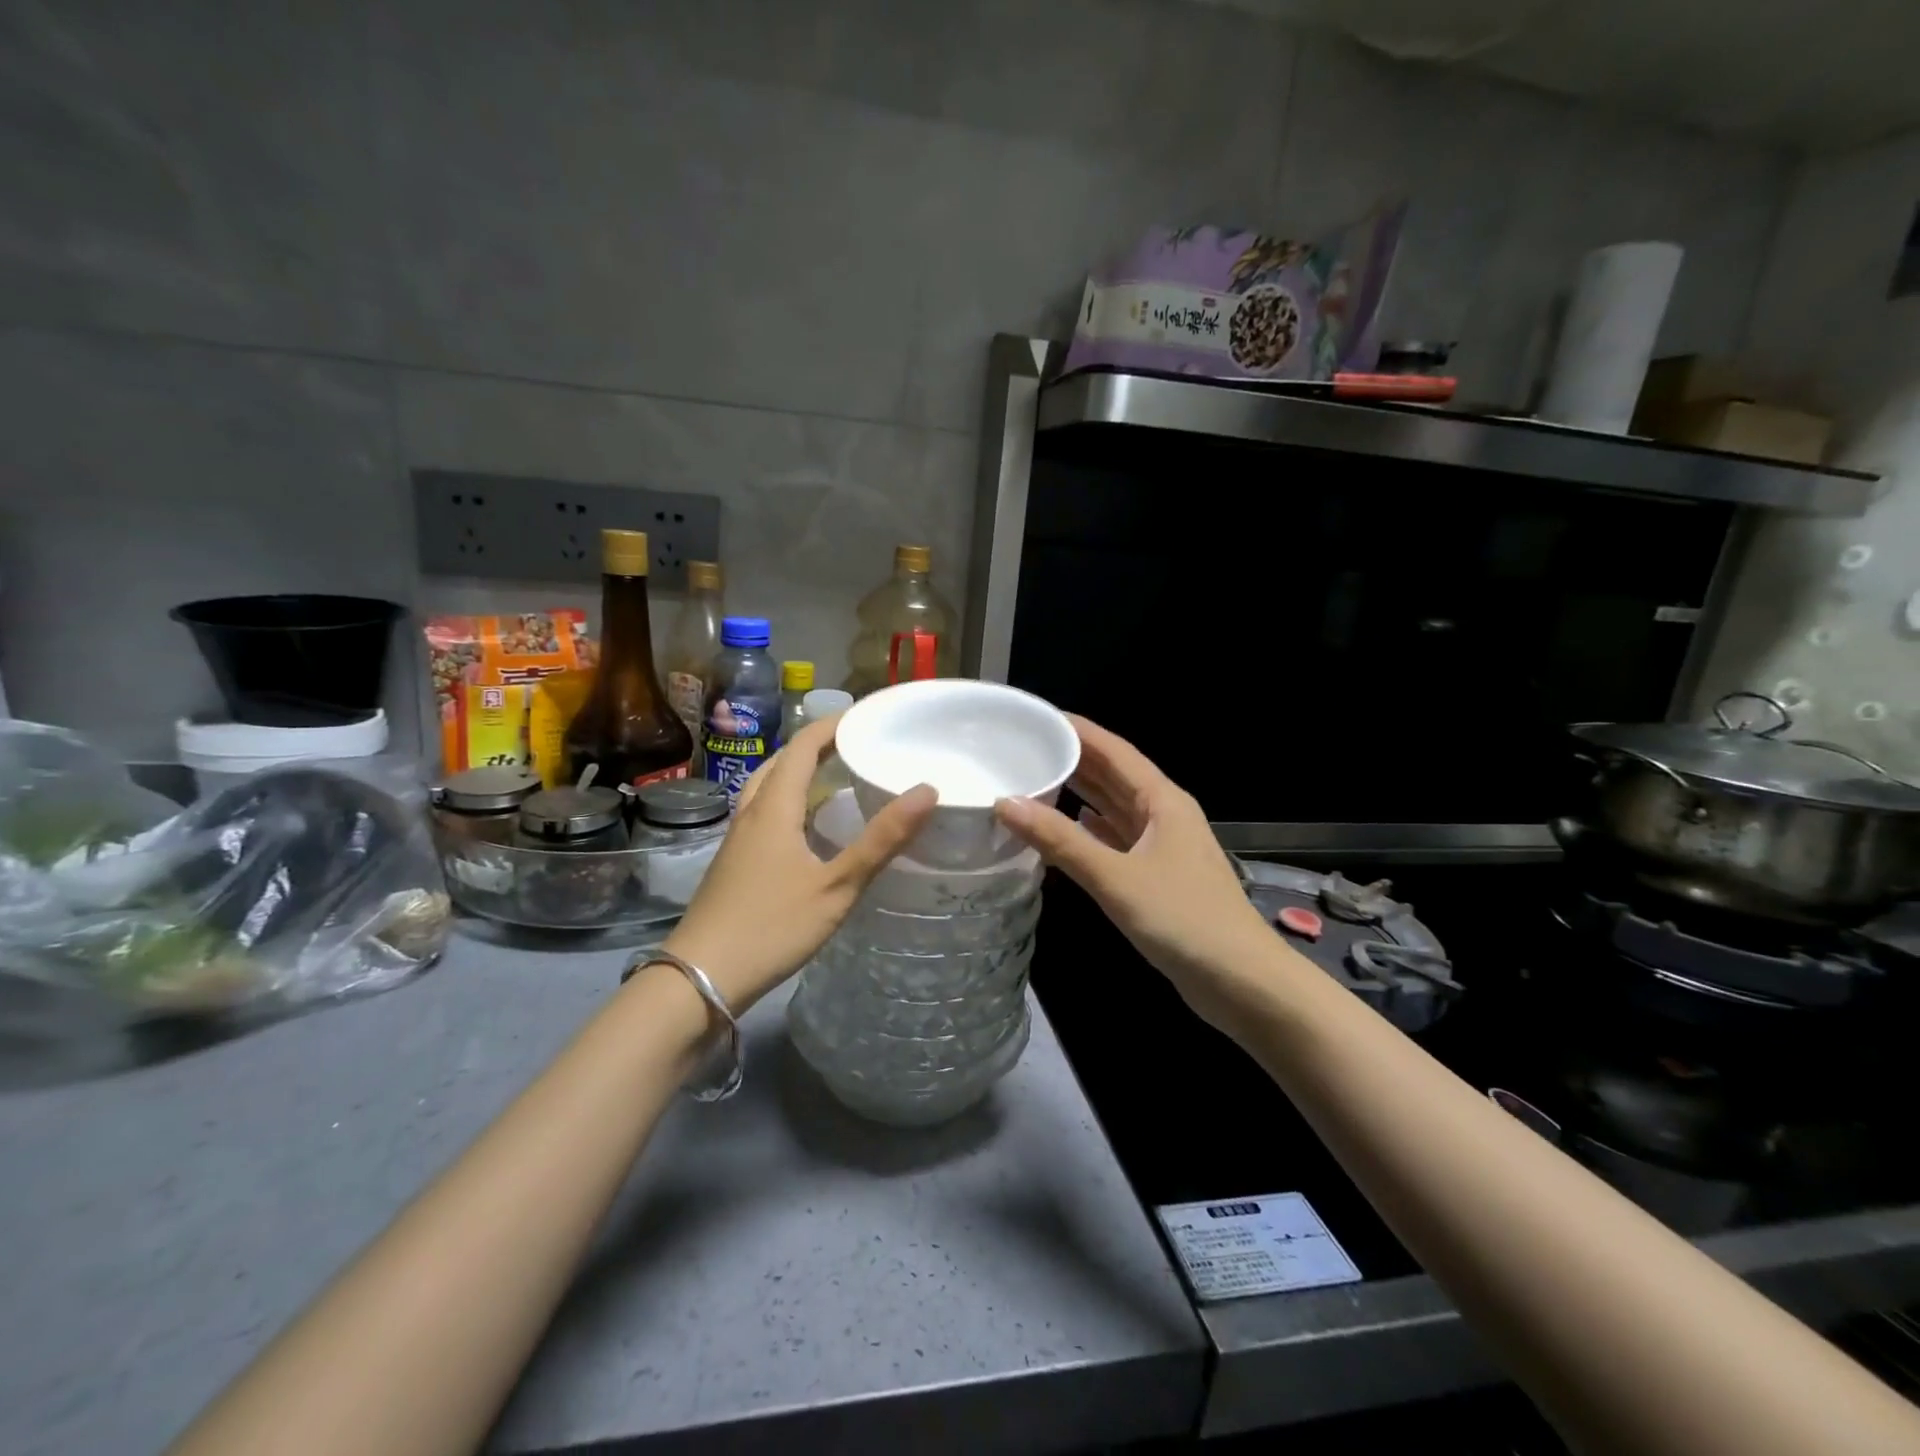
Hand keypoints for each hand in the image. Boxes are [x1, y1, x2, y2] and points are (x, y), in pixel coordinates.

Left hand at [661, 714, 935, 1012]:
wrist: (701, 978)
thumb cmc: (771, 926)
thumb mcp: (836, 886)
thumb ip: (881, 840)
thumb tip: (927, 790)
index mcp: (774, 807)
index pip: (803, 746)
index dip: (833, 724)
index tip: (867, 715)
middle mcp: (752, 812)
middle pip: (783, 761)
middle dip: (818, 744)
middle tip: (858, 743)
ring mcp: (738, 838)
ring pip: (769, 787)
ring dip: (800, 771)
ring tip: (836, 775)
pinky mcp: (734, 861)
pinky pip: (765, 812)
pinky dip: (791, 800)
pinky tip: (810, 826)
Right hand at [994, 715, 1274, 1023]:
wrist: (1241, 983)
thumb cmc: (1183, 920)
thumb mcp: (1116, 878)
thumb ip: (1061, 841)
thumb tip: (1006, 802)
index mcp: (1162, 801)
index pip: (1115, 751)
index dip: (1078, 731)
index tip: (1038, 717)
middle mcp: (1164, 815)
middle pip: (1114, 776)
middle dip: (1074, 759)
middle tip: (1026, 747)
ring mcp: (1162, 847)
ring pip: (1114, 809)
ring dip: (1080, 795)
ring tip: (1035, 780)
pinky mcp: (1157, 877)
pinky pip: (1116, 840)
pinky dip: (1089, 831)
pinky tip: (1064, 831)